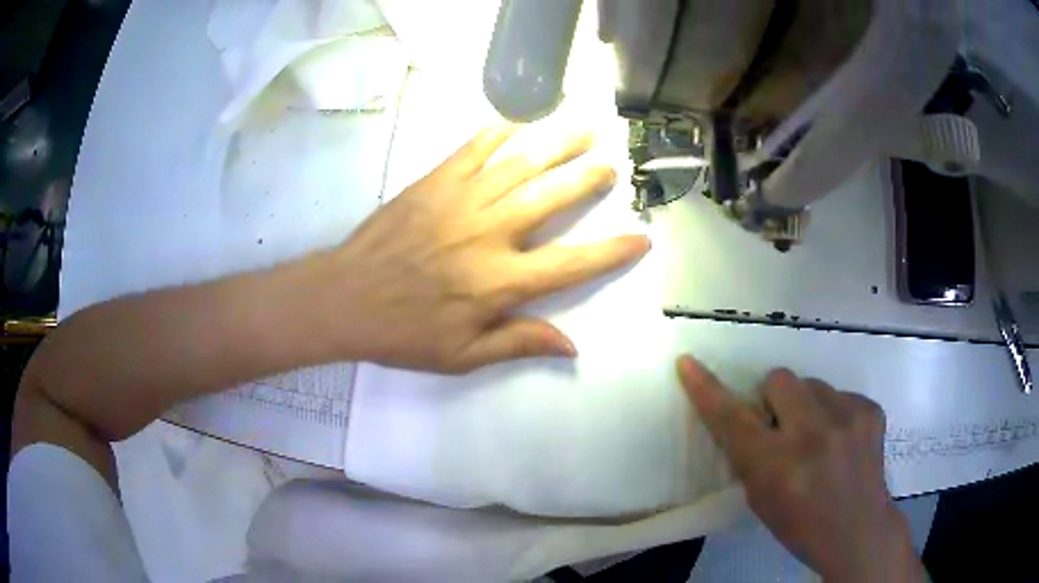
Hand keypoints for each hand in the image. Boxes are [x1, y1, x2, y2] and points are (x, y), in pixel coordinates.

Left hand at [323, 125, 648, 372]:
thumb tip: (571, 346)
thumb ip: (518, 343)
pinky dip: (497, 133)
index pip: (570, 264)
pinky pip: (472, 150)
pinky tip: (517, 122)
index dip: (610, 253)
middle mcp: (488, 234)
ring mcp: (459, 202)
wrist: (344, 298)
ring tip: (583, 129)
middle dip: (586, 179)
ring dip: (556, 145)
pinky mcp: (432, 183)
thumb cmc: (403, 332)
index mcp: (498, 282)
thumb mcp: (461, 355)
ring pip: (519, 166)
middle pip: (550, 199)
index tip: (640, 238)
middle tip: (610, 165)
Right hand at [677, 357, 925, 582]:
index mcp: (778, 466)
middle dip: (774, 399)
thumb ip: (751, 455)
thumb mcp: (761, 498)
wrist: (858, 530)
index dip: (707, 390)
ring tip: (819, 438)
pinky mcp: (871, 410)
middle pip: (779, 379)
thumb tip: (750, 414)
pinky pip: (840, 394)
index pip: (733, 419)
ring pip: (812, 384)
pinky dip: (835, 413)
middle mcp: (813, 435)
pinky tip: (842, 440)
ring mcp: (848, 418)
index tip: (688, 363)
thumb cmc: (800, 524)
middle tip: (784, 428)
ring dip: (807, 406)